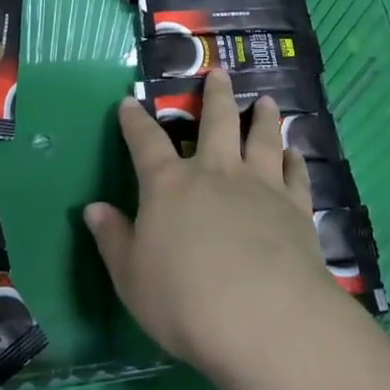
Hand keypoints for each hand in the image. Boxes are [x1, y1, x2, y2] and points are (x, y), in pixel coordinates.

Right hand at [84, 70, 340, 379]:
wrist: (262, 317)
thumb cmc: (184, 300)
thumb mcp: (131, 278)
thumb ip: (113, 240)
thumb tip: (93, 208)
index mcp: (170, 185)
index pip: (146, 142)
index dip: (135, 120)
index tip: (130, 101)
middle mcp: (216, 171)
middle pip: (216, 120)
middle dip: (215, 94)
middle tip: (219, 72)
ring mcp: (260, 184)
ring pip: (262, 137)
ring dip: (263, 116)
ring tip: (266, 100)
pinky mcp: (295, 206)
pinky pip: (296, 174)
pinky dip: (295, 160)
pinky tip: (295, 153)